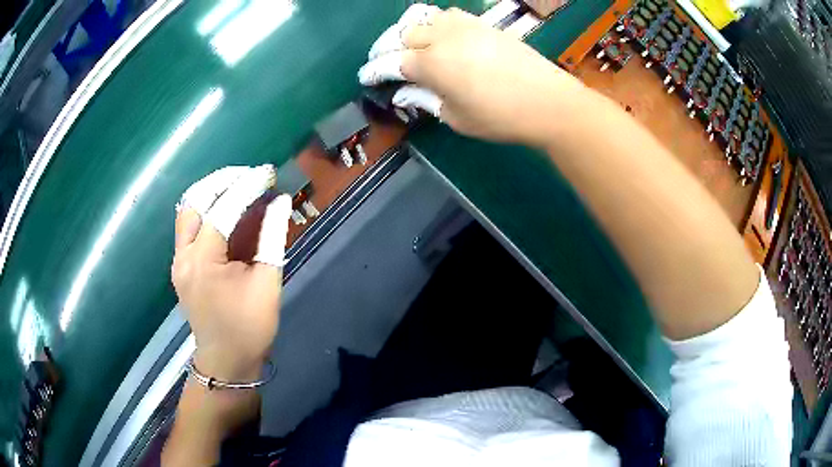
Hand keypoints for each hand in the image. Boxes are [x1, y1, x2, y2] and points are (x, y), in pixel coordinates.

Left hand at [172, 165, 292, 381]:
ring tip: (240, 185)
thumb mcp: (267, 283)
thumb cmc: (250, 328)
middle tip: (252, 176)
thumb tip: (281, 202)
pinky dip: (207, 208)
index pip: (223, 210)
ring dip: (212, 191)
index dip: (248, 187)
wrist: (226, 360)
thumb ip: (272, 238)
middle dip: (225, 181)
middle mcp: (183, 255)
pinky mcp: (181, 264)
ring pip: (187, 209)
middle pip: (195, 200)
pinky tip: (227, 207)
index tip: (268, 173)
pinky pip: (189, 224)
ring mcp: (178, 260)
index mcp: (203, 263)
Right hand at [358, 4, 585, 146]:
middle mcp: (442, 38)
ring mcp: (464, 27)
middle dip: (388, 48)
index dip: (375, 70)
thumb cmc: (501, 117)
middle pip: (403, 35)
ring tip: (411, 46)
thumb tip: (403, 92)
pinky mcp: (482, 24)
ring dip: (411, 31)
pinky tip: (441, 36)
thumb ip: (426, 100)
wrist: (548, 101)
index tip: (365, 77)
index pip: (392, 63)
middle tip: (386, 62)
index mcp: (431, 64)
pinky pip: (449, 15)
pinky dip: (437, 23)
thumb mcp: (456, 118)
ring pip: (424, 19)